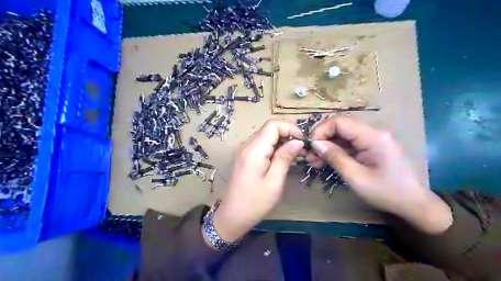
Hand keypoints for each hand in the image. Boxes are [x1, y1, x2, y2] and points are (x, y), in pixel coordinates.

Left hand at [212, 120, 304, 241]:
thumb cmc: (255, 202)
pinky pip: (262, 145)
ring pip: (267, 136)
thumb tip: (298, 142)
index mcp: (253, 150)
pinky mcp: (245, 156)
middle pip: (269, 128)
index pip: (272, 125)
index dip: (290, 128)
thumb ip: (285, 158)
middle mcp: (247, 145)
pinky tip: (284, 158)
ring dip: (282, 141)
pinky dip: (275, 147)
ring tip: (296, 155)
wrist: (232, 215)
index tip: (303, 141)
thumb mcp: (274, 182)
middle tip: (302, 149)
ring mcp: (244, 150)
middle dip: (288, 134)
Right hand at [307, 116, 451, 234]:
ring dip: (327, 146)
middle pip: (341, 127)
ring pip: (343, 136)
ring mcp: (373, 140)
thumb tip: (315, 143)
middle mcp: (373, 133)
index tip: (311, 146)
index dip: (322, 130)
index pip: (340, 122)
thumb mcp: (356, 177)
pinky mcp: (371, 147)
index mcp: (373, 137)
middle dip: (322, 139)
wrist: (414, 204)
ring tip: (313, 160)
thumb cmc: (386, 193)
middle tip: (309, 155)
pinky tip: (325, 161)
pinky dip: (336, 151)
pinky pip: (349, 144)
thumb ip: (335, 157)